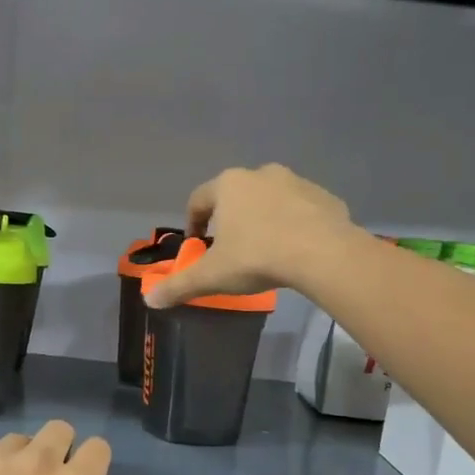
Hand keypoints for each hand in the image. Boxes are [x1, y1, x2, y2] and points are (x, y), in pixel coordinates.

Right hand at [144, 164, 351, 307]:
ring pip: (270, 200)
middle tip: (231, 249)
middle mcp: (260, 174)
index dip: (192, 223)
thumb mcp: (211, 276)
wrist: (323, 254)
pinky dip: (294, 224)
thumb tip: (149, 300)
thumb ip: (179, 286)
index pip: (198, 200)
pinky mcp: (325, 196)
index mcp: (228, 185)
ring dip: (263, 219)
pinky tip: (296, 249)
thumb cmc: (257, 257)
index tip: (197, 246)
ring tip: (265, 250)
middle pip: (236, 196)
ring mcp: (296, 181)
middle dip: (230, 220)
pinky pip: (301, 209)